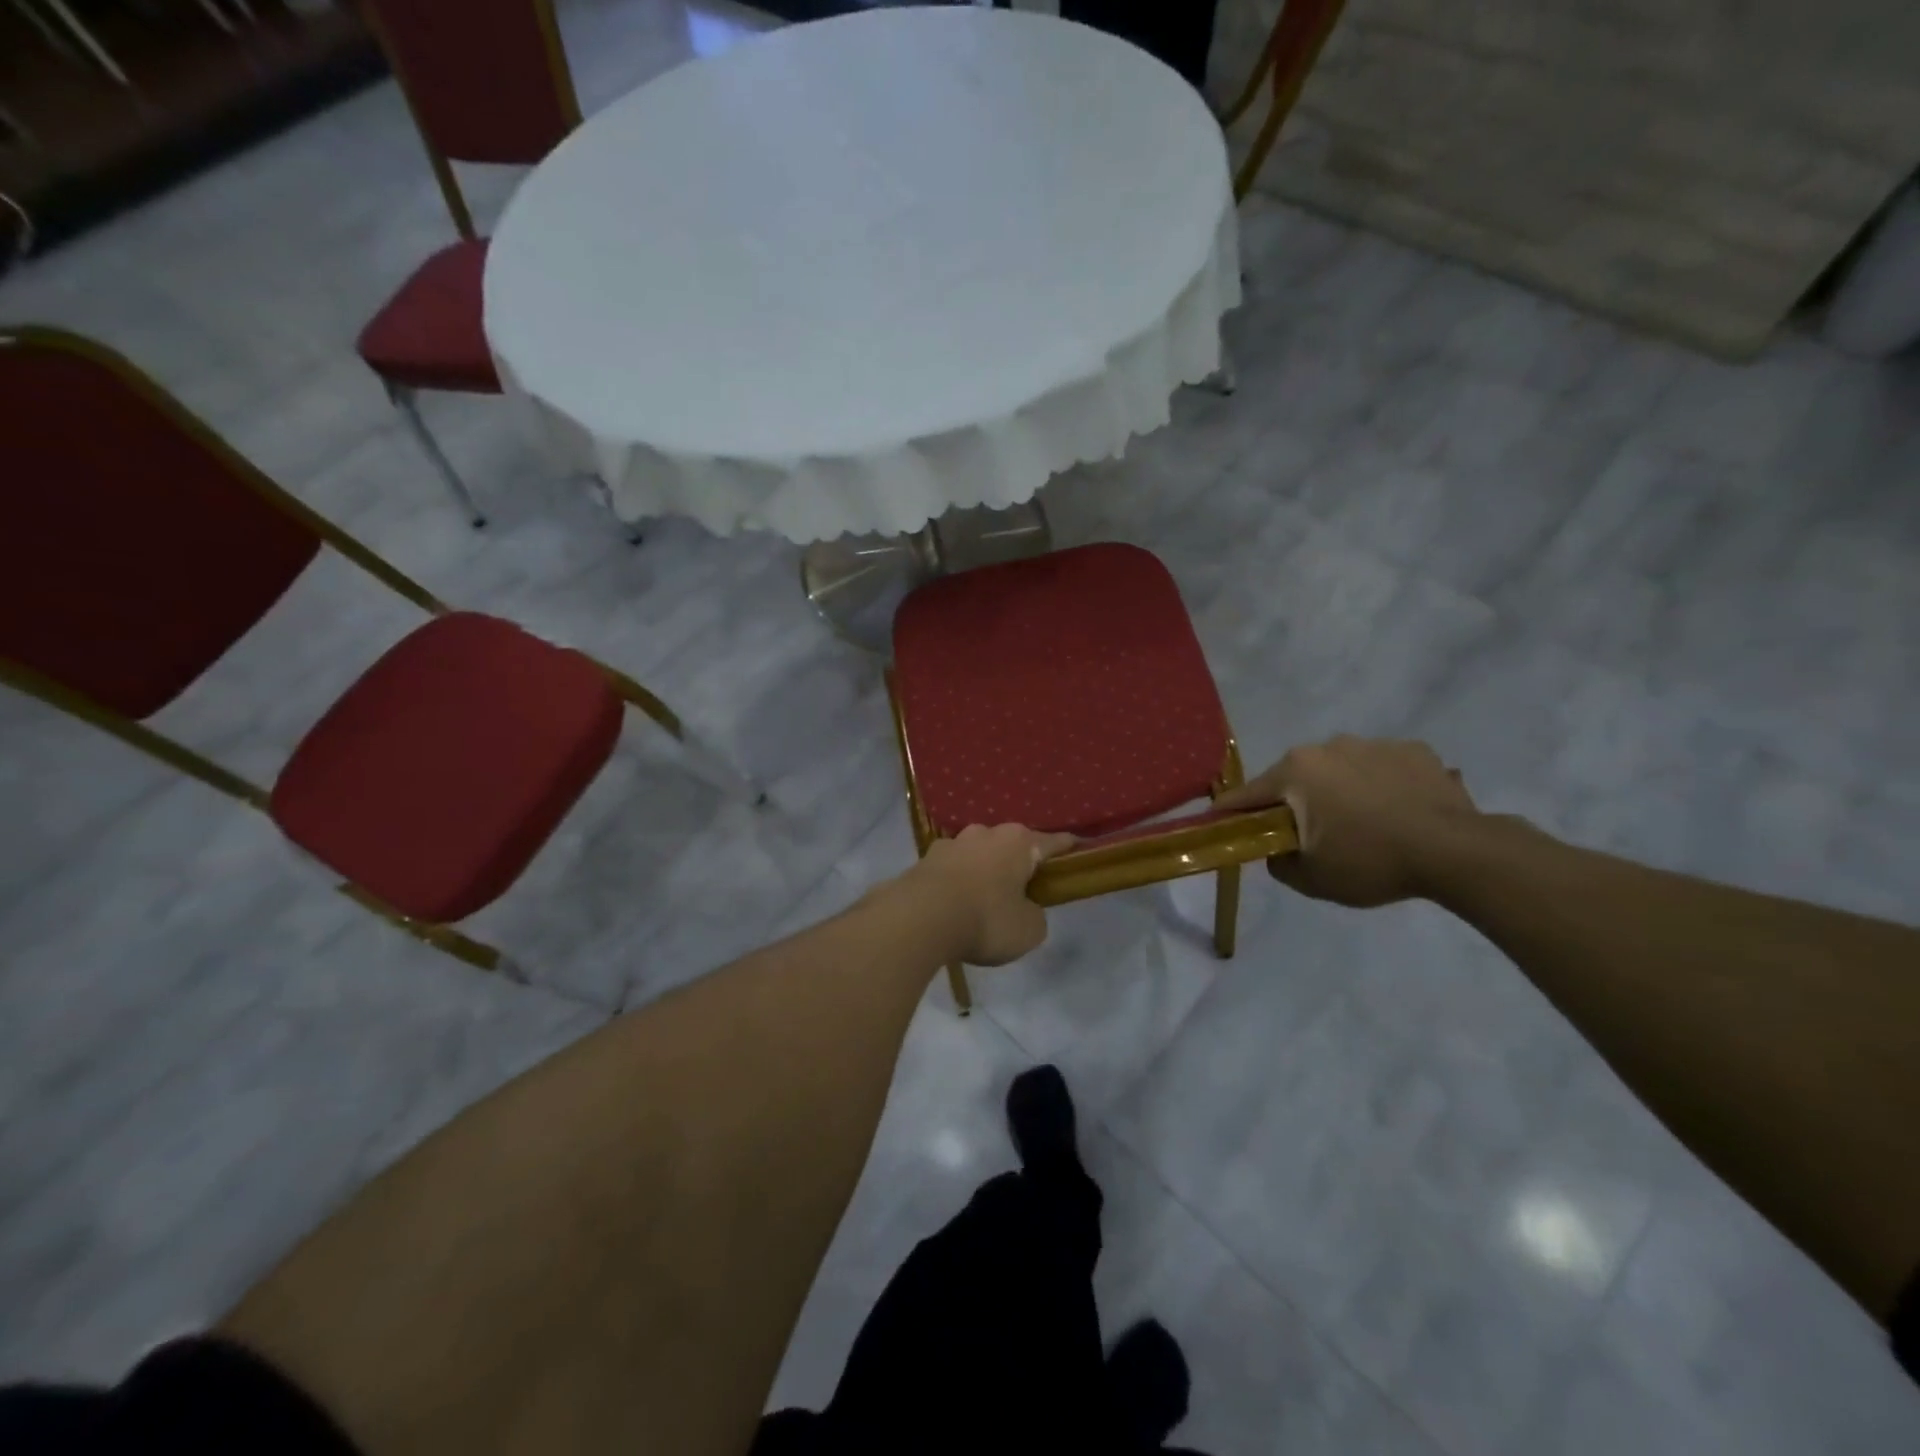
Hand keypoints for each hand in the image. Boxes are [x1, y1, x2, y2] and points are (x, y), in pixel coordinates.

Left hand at [906, 824, 1076, 965]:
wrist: (919, 918)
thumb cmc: (985, 920)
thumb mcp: (1029, 930)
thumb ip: (1035, 915)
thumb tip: (1024, 909)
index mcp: (1019, 842)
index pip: (1053, 842)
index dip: (1068, 848)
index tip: (1079, 847)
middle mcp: (986, 833)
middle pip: (1012, 844)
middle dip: (1019, 861)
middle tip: (1025, 887)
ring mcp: (952, 843)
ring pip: (978, 854)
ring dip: (985, 870)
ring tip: (985, 897)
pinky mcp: (925, 859)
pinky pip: (952, 869)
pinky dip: (958, 881)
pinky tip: (955, 902)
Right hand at [1214, 736, 1476, 906]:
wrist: (1456, 852)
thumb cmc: (1370, 862)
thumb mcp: (1310, 878)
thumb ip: (1278, 862)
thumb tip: (1276, 849)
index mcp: (1296, 771)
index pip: (1248, 794)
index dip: (1232, 812)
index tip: (1222, 823)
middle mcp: (1328, 746)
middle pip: (1297, 778)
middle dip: (1296, 802)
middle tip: (1312, 835)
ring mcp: (1374, 743)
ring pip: (1341, 769)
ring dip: (1341, 791)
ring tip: (1365, 825)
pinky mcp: (1415, 750)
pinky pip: (1383, 768)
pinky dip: (1382, 786)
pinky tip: (1399, 813)